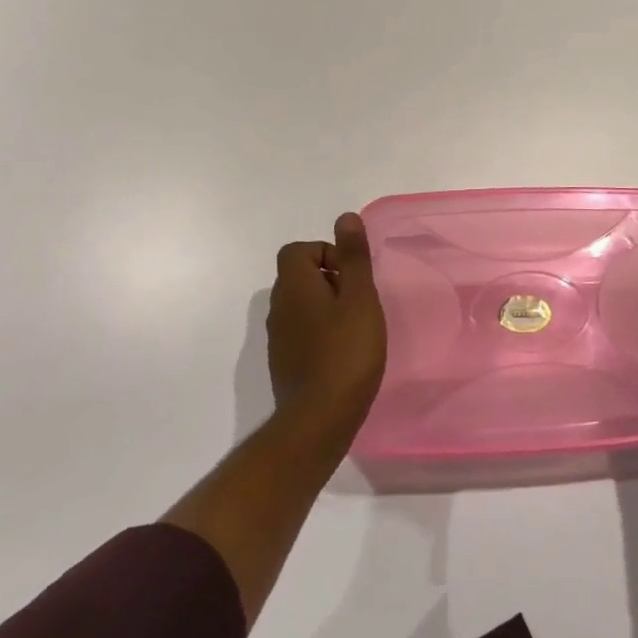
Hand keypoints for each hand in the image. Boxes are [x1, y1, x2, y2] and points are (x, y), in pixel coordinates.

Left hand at [268, 213, 386, 426]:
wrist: (319, 419)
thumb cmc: (345, 351)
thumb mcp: (359, 297)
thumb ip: (353, 257)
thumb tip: (345, 218)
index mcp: (293, 286)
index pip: (297, 250)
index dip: (325, 253)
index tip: (351, 275)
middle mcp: (278, 308)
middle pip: (298, 276)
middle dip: (330, 279)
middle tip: (359, 300)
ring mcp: (278, 339)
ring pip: (300, 306)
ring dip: (326, 307)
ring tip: (356, 326)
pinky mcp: (284, 364)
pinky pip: (301, 332)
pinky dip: (320, 332)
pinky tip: (343, 352)